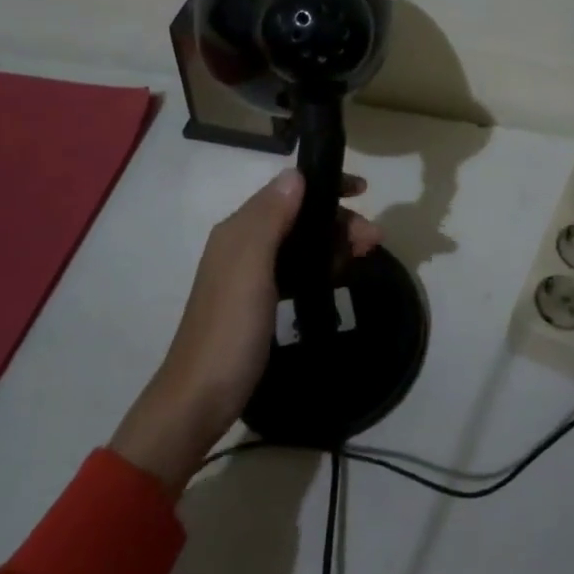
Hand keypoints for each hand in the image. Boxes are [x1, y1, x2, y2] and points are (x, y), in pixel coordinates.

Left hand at [109, 170, 381, 494]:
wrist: (200, 399)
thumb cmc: (229, 330)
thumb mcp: (250, 267)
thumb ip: (270, 218)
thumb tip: (296, 174)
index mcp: (239, 229)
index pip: (287, 190)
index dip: (324, 185)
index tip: (363, 190)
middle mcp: (243, 243)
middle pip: (298, 216)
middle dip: (337, 219)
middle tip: (373, 240)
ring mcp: (250, 274)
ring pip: (300, 242)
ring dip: (333, 242)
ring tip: (365, 256)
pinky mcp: (260, 300)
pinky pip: (296, 267)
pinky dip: (320, 264)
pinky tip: (338, 276)